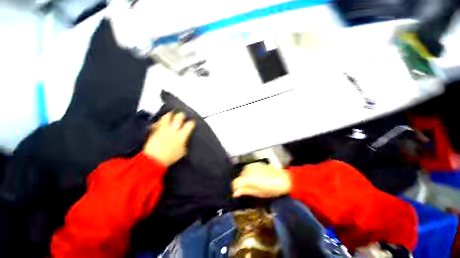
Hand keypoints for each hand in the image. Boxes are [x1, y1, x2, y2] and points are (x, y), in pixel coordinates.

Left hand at [143, 112, 194, 166]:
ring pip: (167, 116)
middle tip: (182, 116)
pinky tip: (161, 122)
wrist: (154, 160)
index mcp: (181, 136)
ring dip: (170, 115)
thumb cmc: (169, 158)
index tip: (191, 122)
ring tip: (171, 114)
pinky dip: (160, 121)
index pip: (189, 125)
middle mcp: (173, 130)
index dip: (192, 122)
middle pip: (179, 117)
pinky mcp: (155, 130)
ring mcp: (164, 129)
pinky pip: (158, 122)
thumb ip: (184, 143)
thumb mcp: (182, 152)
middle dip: (181, 115)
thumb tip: (185, 139)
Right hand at [232, 162, 291, 197]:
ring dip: (246, 178)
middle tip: (250, 189)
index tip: (237, 193)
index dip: (235, 189)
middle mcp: (248, 169)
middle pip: (239, 177)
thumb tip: (235, 193)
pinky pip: (249, 169)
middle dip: (242, 183)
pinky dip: (250, 173)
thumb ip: (245, 191)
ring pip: (244, 173)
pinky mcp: (256, 163)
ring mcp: (252, 165)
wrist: (284, 179)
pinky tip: (257, 177)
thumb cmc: (272, 188)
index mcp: (248, 178)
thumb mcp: (258, 193)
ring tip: (255, 183)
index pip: (235, 183)